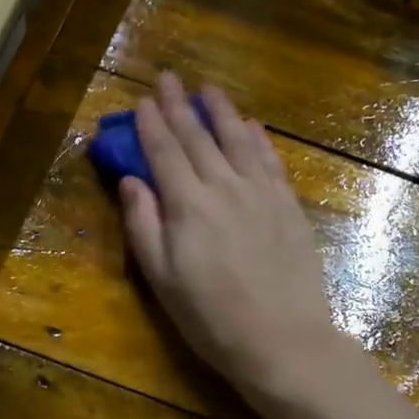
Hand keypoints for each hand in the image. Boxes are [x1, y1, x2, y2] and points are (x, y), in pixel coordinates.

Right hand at [118, 73, 339, 409]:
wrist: (282, 340)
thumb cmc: (211, 319)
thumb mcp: (162, 279)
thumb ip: (143, 226)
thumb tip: (130, 181)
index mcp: (188, 206)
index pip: (165, 152)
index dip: (151, 124)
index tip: (142, 100)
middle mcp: (225, 188)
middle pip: (199, 138)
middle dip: (180, 106)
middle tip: (169, 78)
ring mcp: (262, 194)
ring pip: (239, 140)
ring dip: (222, 112)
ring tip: (209, 89)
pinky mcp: (289, 207)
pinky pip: (271, 161)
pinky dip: (259, 139)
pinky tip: (253, 126)